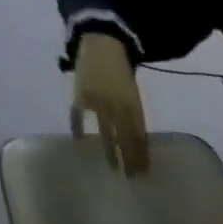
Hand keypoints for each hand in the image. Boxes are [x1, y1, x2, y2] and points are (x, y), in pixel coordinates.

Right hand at [70, 33, 150, 175]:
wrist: (102, 46)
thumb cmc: (121, 78)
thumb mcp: (134, 98)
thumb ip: (135, 118)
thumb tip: (138, 144)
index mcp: (134, 106)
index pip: (140, 137)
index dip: (142, 155)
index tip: (144, 172)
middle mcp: (117, 106)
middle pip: (125, 138)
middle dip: (129, 158)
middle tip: (131, 177)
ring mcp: (97, 100)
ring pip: (105, 131)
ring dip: (109, 150)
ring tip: (112, 167)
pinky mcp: (78, 93)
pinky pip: (78, 115)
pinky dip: (78, 127)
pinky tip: (81, 142)